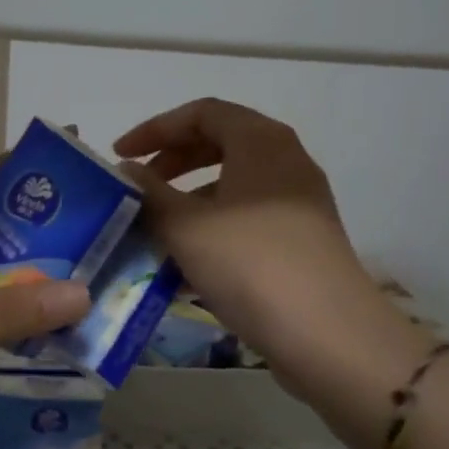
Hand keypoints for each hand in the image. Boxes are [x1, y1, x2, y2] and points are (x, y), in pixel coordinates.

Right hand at [115, 99, 417, 391]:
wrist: (328, 336)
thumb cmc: (250, 263)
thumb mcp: (185, 226)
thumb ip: (149, 192)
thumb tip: (126, 171)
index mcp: (261, 141)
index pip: (201, 113)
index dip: (155, 128)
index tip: (120, 155)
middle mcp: (286, 160)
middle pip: (219, 143)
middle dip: (172, 161)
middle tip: (138, 186)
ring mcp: (299, 201)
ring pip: (233, 184)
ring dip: (189, 199)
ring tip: (156, 229)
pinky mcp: (302, 239)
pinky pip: (248, 217)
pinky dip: (213, 226)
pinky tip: (186, 263)